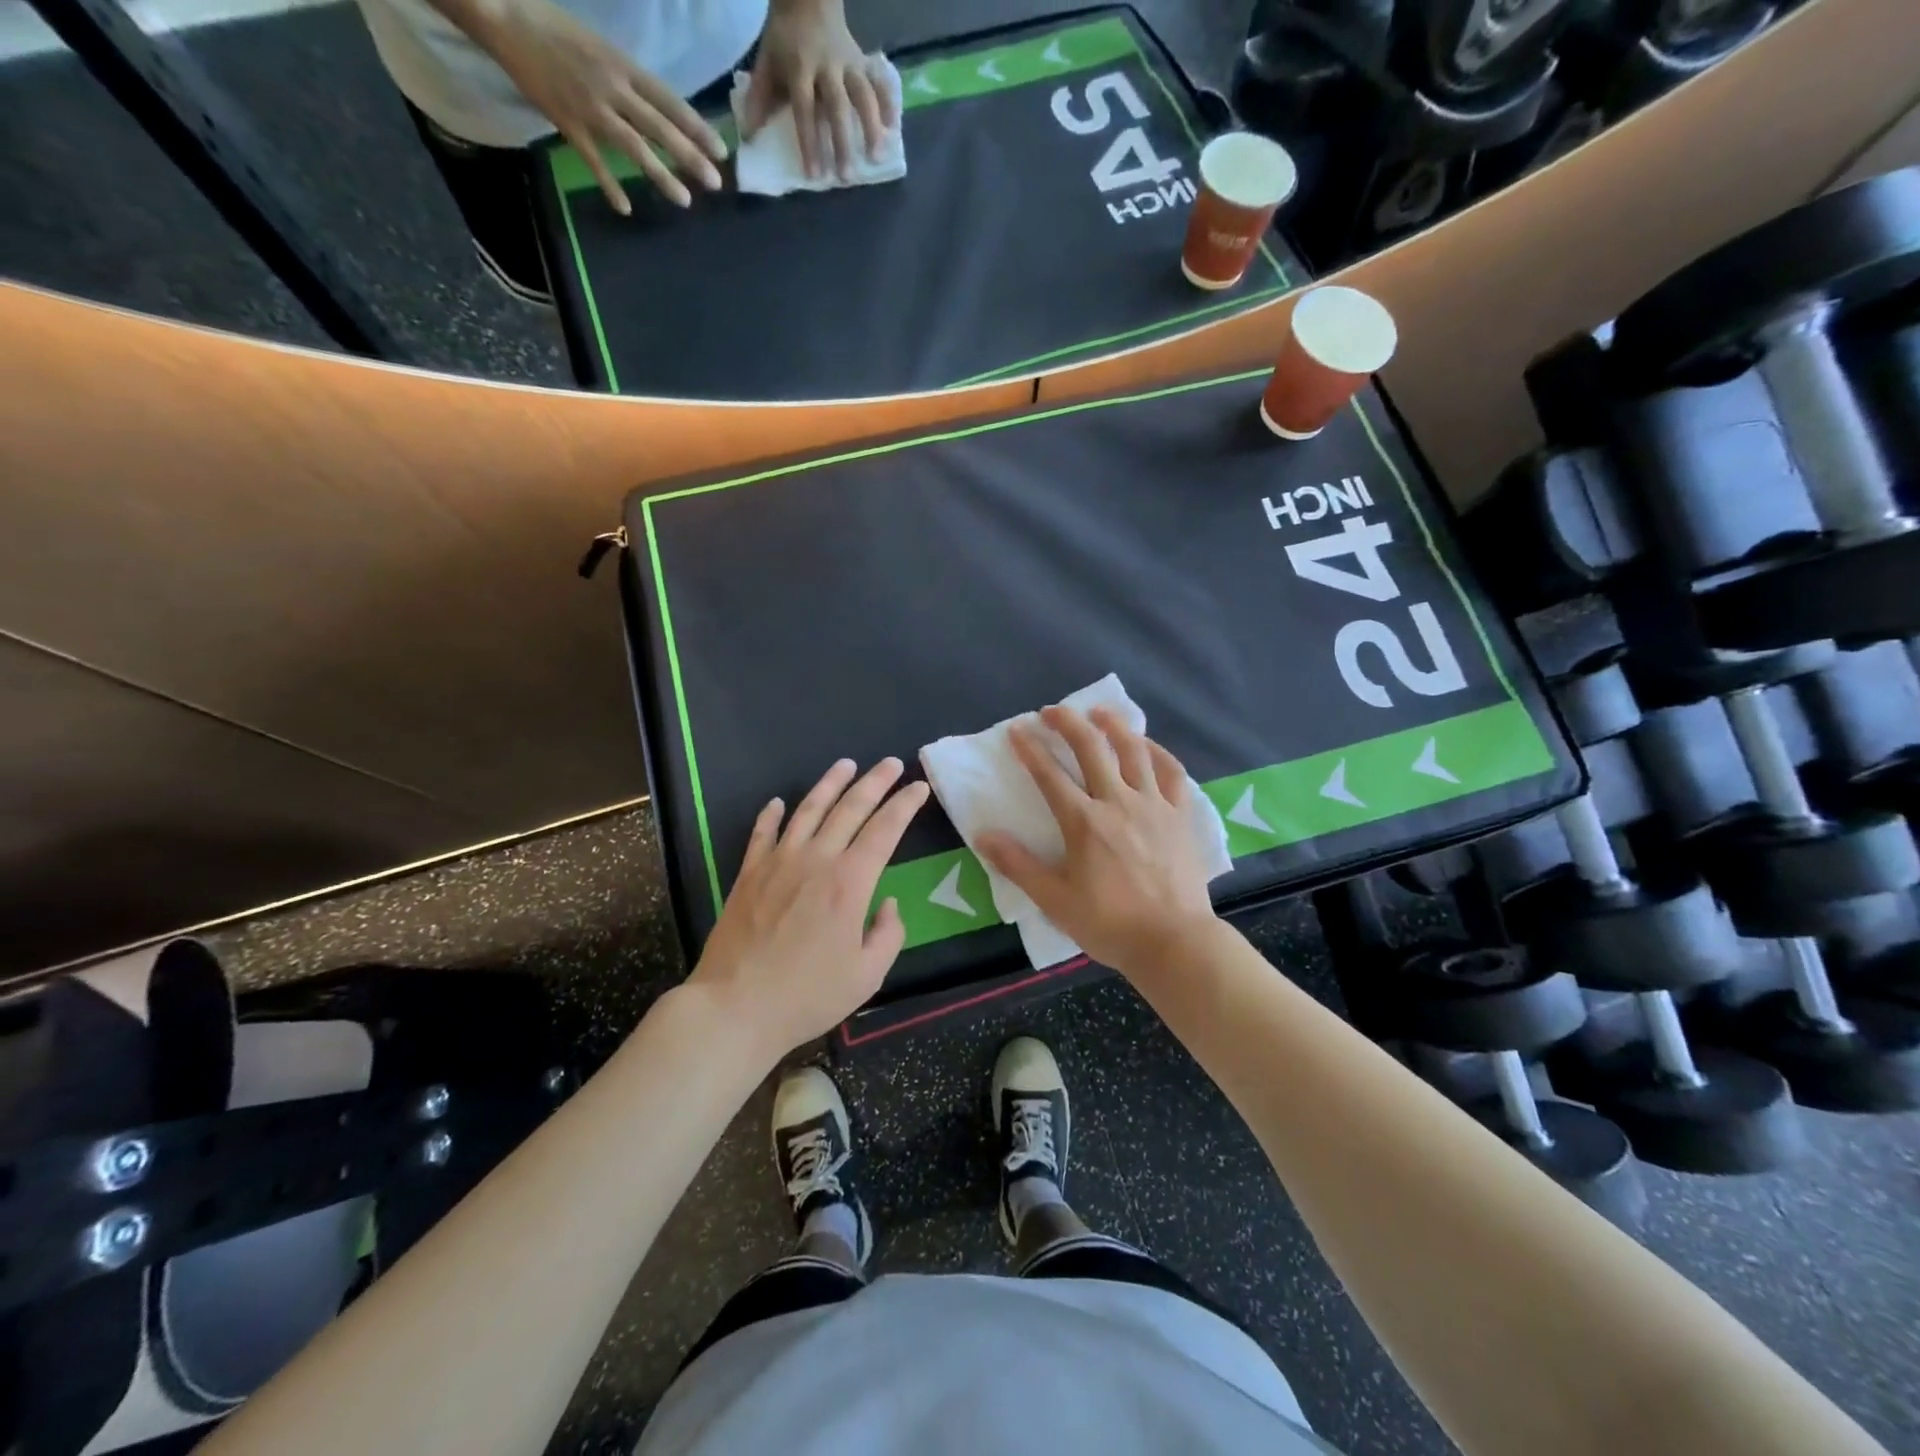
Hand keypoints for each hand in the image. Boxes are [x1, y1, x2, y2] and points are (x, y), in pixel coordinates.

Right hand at [473, 0, 724, 211]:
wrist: (504, 12)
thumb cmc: (555, 27)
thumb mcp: (601, 47)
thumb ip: (628, 80)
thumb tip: (658, 111)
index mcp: (622, 64)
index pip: (669, 101)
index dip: (696, 127)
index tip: (720, 151)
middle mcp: (612, 86)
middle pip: (659, 127)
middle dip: (690, 157)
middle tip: (715, 183)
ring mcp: (590, 107)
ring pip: (634, 146)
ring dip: (661, 175)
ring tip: (684, 200)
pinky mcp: (567, 122)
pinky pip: (593, 160)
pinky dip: (609, 184)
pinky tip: (624, 207)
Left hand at [688, 757, 928, 1058]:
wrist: (735, 1007)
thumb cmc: (807, 995)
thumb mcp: (867, 976)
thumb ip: (888, 935)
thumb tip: (888, 904)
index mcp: (850, 883)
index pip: (885, 830)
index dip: (905, 805)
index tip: (919, 787)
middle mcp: (816, 860)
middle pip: (850, 808)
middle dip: (875, 782)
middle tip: (891, 763)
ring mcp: (778, 863)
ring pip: (808, 810)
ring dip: (830, 784)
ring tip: (846, 764)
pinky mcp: (748, 874)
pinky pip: (762, 834)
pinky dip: (771, 815)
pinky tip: (777, 802)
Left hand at [740, 0, 895, 179]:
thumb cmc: (785, 37)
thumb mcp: (766, 62)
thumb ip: (759, 99)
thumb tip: (748, 136)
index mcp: (800, 69)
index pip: (805, 111)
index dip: (809, 144)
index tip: (814, 176)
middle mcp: (827, 67)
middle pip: (837, 108)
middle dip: (842, 143)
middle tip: (846, 177)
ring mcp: (848, 62)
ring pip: (862, 95)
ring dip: (871, 127)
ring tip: (876, 158)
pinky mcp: (862, 59)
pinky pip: (878, 81)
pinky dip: (887, 103)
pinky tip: (893, 128)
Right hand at [979, 706, 1217, 976]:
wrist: (1174, 941)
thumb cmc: (1110, 924)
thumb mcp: (1055, 900)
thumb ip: (1019, 865)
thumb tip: (984, 836)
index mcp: (1084, 822)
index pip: (1049, 775)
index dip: (1029, 749)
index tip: (1016, 730)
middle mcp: (1118, 802)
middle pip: (1091, 748)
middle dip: (1068, 723)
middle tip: (1051, 710)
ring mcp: (1154, 805)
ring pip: (1133, 750)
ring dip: (1113, 725)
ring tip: (1098, 712)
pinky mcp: (1180, 815)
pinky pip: (1172, 772)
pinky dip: (1157, 751)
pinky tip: (1146, 744)